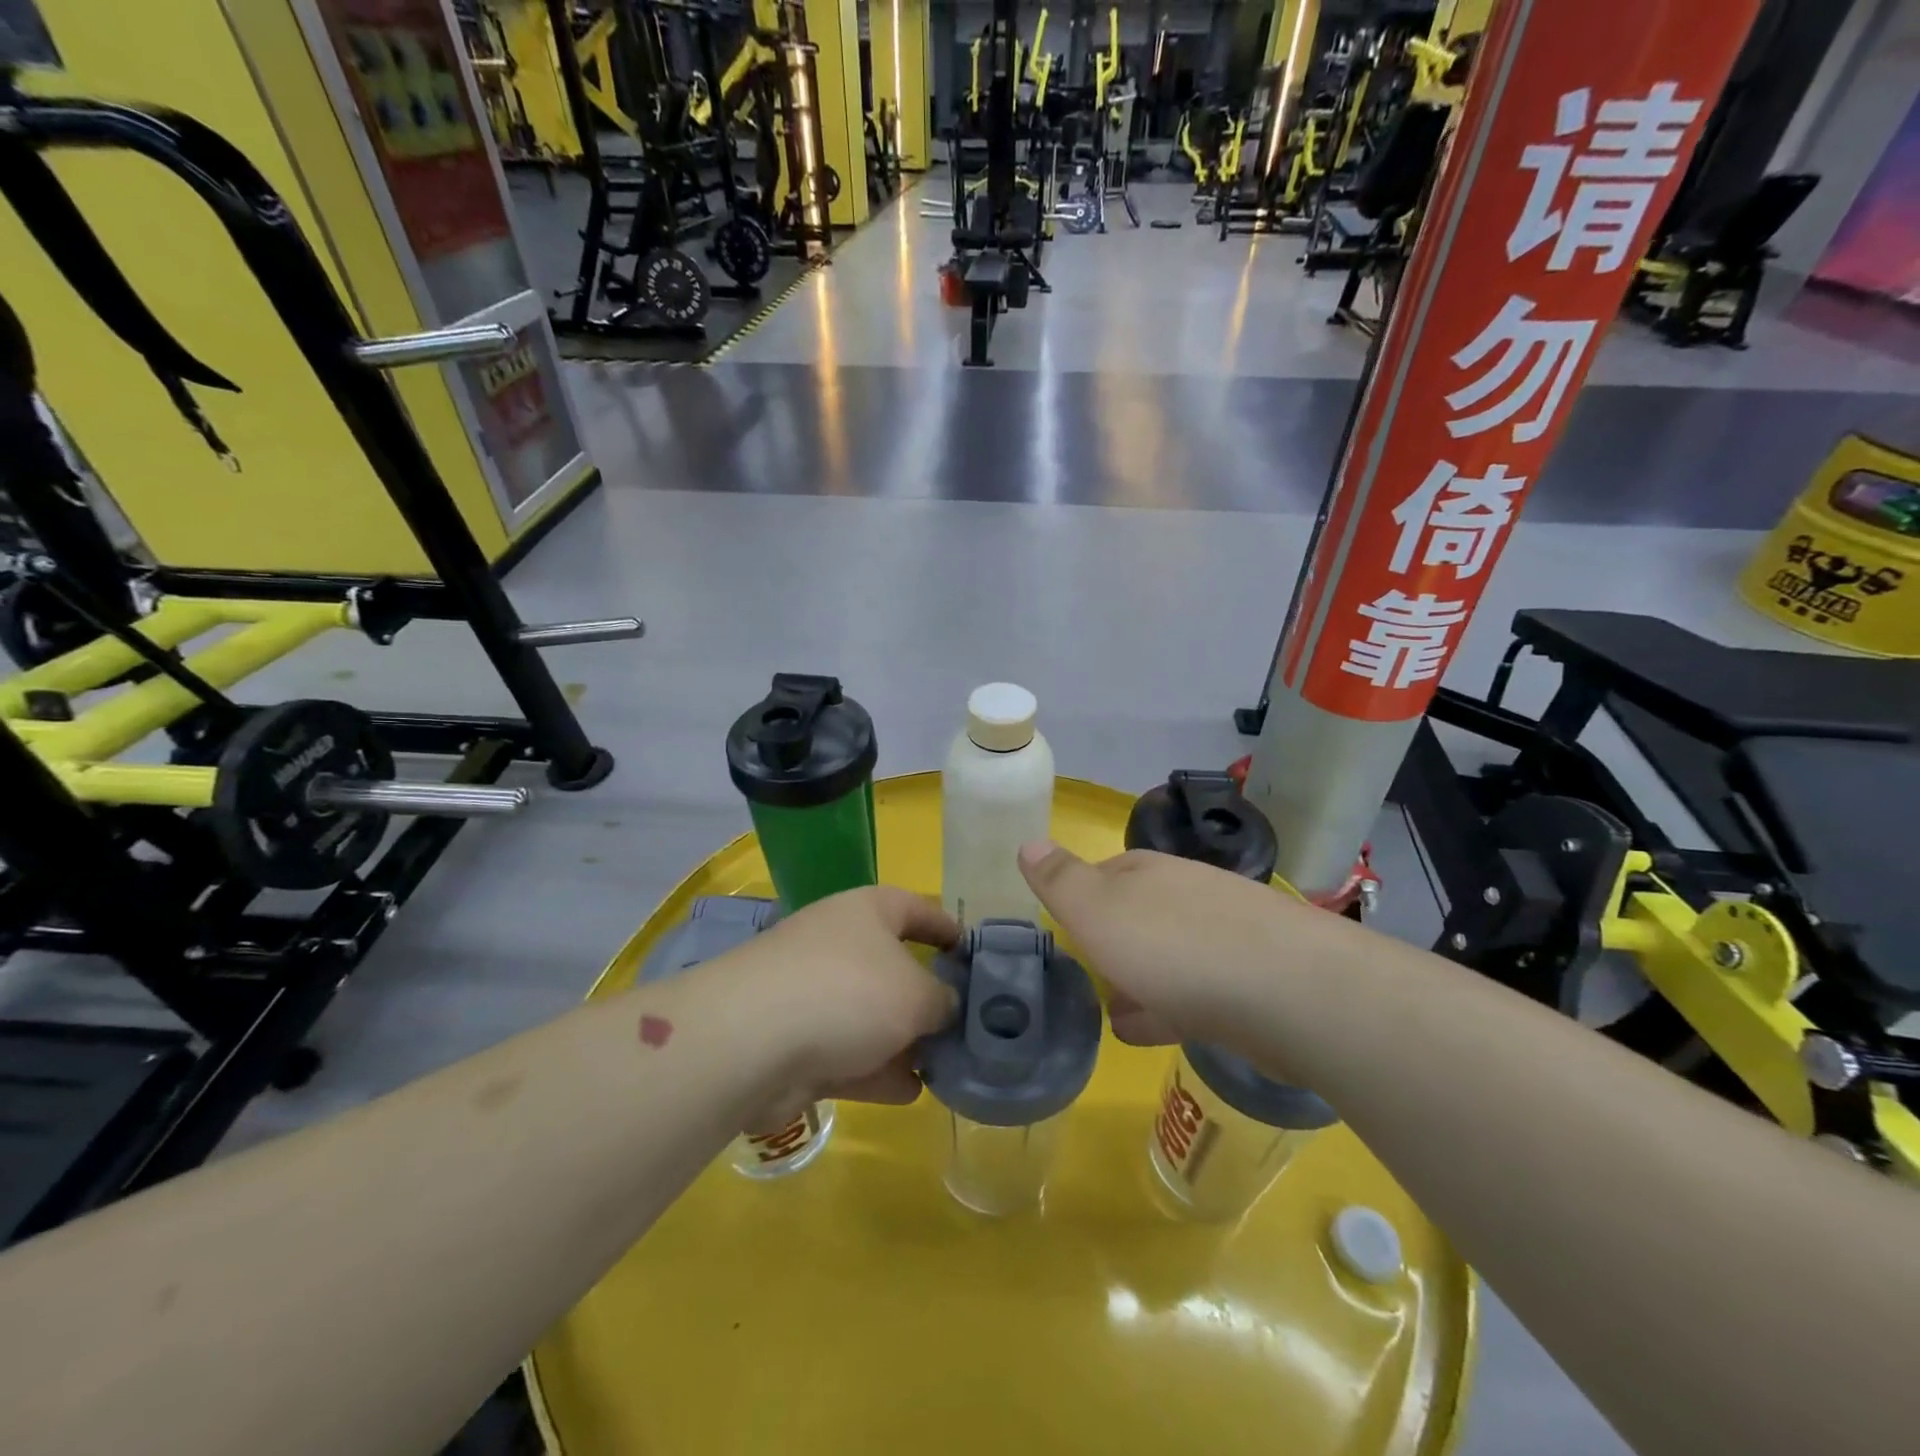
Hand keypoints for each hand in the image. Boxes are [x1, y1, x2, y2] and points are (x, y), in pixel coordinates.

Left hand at [715, 885, 959, 1125]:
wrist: (752, 1041)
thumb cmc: (849, 992)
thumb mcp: (917, 994)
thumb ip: (944, 1000)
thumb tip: (946, 1006)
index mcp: (868, 912)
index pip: (916, 907)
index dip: (947, 927)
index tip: (973, 953)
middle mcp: (839, 944)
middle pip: (894, 966)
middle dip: (928, 997)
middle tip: (964, 1025)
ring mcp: (812, 993)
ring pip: (870, 1016)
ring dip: (904, 1041)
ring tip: (945, 1066)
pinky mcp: (794, 1042)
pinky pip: (847, 1053)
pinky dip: (876, 1070)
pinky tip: (910, 1091)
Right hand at [1018, 840, 1306, 1052]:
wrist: (1288, 991)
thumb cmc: (1173, 946)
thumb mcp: (1096, 911)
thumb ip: (1060, 881)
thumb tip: (1028, 841)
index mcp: (1145, 872)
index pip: (1101, 874)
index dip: (1078, 900)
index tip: (1061, 930)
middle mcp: (1185, 893)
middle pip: (1136, 913)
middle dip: (1110, 941)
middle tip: (1083, 973)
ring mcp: (1223, 934)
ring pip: (1166, 953)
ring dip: (1139, 977)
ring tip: (1111, 1011)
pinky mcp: (1251, 979)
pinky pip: (1196, 990)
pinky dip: (1169, 1005)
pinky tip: (1153, 1030)